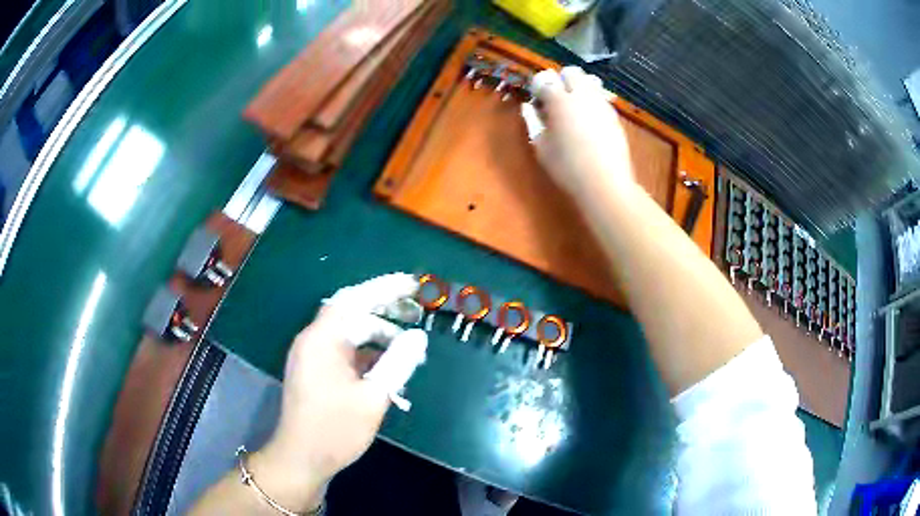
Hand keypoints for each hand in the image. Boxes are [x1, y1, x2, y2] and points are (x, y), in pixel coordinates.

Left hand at [254, 273, 426, 510]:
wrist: (301, 458)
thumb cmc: (335, 429)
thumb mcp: (373, 397)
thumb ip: (397, 363)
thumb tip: (418, 336)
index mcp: (322, 340)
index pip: (354, 299)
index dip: (384, 287)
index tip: (412, 284)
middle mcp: (314, 341)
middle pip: (351, 312)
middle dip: (385, 308)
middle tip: (417, 310)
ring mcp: (313, 356)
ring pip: (349, 333)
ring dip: (378, 335)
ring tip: (409, 346)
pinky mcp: (317, 371)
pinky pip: (345, 351)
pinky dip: (367, 354)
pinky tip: (389, 367)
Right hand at [529, 67, 635, 199]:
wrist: (605, 182)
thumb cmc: (567, 167)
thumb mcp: (541, 147)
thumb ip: (533, 122)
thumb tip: (529, 107)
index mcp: (560, 101)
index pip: (545, 79)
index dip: (538, 87)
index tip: (537, 99)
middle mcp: (582, 96)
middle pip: (571, 72)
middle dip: (561, 80)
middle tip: (556, 99)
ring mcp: (601, 104)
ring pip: (590, 81)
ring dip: (579, 88)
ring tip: (575, 107)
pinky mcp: (614, 116)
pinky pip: (601, 98)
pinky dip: (592, 101)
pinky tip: (589, 120)